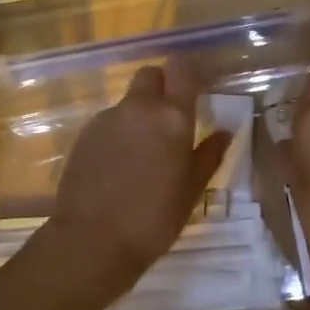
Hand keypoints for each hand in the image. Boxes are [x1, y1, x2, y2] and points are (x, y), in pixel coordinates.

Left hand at [46, 61, 230, 281]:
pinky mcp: (83, 136)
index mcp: (172, 117)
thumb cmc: (154, 218)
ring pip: (128, 102)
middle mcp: (138, 108)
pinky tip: (120, 165)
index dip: (190, 70)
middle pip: (150, 75)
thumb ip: (209, 154)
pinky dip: (119, 133)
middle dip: (161, 85)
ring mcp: (106, 119)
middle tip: (171, 116)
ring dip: (139, 114)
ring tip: (145, 152)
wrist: (92, 240)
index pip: (182, 68)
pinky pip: (109, 122)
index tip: (198, 84)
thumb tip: (225, 132)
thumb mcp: (191, 190)